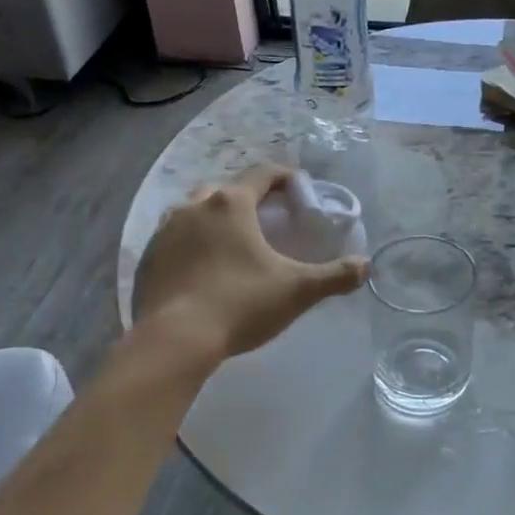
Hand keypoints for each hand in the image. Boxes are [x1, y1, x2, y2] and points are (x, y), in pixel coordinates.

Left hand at [133, 165, 367, 362]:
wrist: (175, 340)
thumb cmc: (240, 304)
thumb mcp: (297, 290)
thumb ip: (335, 276)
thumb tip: (366, 265)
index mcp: (231, 204)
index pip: (262, 174)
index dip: (284, 177)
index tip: (299, 190)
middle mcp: (194, 206)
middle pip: (225, 189)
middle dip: (246, 198)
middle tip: (265, 220)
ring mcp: (164, 231)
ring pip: (193, 211)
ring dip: (213, 218)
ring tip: (231, 242)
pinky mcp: (147, 258)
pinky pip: (172, 238)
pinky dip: (189, 244)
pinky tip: (201, 267)